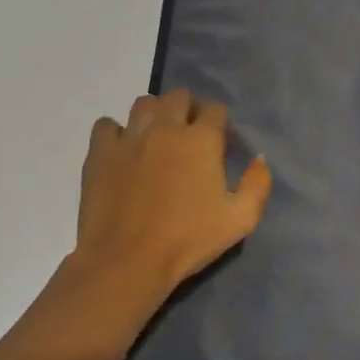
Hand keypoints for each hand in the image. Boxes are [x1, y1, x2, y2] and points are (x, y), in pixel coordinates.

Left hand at [71, 89, 272, 320]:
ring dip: (155, 114)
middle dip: (189, 109)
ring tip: (157, 138)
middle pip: (179, 96)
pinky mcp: (100, 153)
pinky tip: (123, 152)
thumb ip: (258, 183)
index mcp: (201, 139)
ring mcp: (130, 138)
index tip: (220, 146)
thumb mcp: (241, 219)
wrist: (126, 263)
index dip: (220, 124)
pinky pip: (106, 125)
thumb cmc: (187, 240)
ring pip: (144, 103)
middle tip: (189, 137)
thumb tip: (259, 158)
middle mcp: (166, 128)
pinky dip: (116, 133)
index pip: (216, 109)